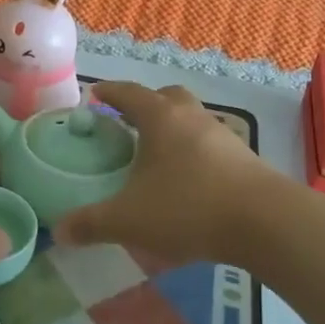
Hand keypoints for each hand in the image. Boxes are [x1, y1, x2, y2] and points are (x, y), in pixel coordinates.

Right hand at [54, 82, 272, 266]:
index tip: (95, 93)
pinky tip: (188, 181)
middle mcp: (191, 117)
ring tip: (156, 155)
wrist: (265, 222)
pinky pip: (210, 144)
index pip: (128, 93)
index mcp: (160, 117)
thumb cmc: (188, 206)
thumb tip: (58, 232)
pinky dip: (194, 153)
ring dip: (173, 129)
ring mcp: (222, 135)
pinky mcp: (244, 158)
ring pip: (191, 120)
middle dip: (146, 104)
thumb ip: (92, 224)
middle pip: (167, 96)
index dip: (109, 91)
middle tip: (129, 122)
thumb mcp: (130, 219)